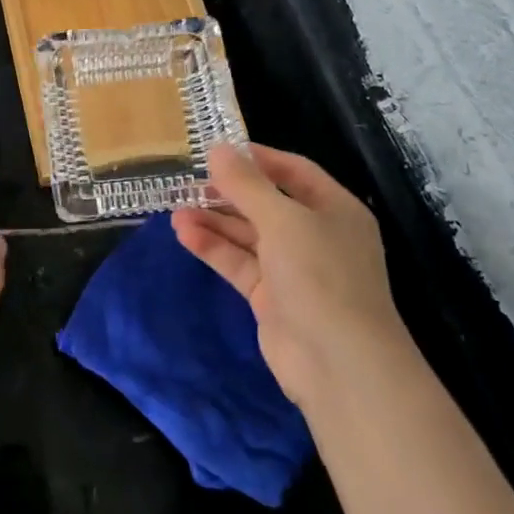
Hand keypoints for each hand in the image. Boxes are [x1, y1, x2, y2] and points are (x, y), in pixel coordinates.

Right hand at [172, 144, 403, 407]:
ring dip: (214, 220)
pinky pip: (238, 262)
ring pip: (247, 234)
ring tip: (175, 208)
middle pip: (266, 203)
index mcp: (334, 209)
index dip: (257, 159)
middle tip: (187, 180)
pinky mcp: (270, 296)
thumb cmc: (320, 276)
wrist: (338, 364)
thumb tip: (217, 149)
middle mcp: (315, 235)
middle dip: (227, 192)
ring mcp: (292, 268)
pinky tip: (184, 233)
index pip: (294, 171)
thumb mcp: (283, 220)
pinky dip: (213, 247)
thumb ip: (246, 184)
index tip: (217, 150)